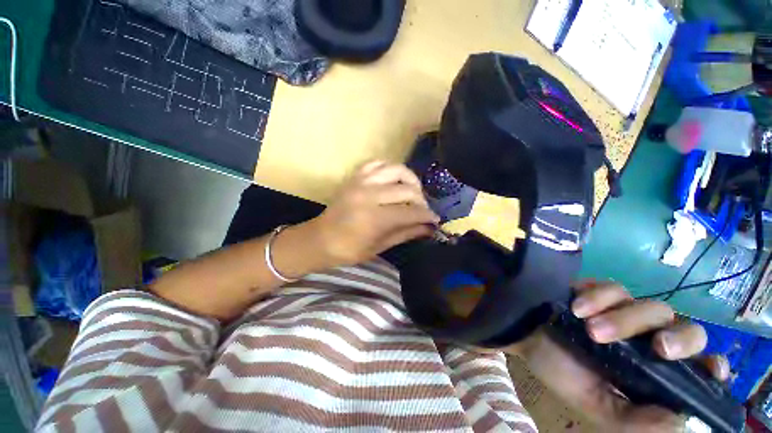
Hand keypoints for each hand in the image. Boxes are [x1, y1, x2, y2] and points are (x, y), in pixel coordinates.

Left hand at [312, 161, 439, 265]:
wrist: (320, 239)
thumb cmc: (349, 250)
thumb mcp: (380, 246)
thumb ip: (406, 233)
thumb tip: (429, 228)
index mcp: (375, 218)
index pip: (411, 211)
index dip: (427, 215)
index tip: (435, 219)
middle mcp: (369, 195)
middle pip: (407, 190)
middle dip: (421, 200)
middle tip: (423, 210)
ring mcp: (361, 182)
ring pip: (396, 170)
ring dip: (410, 180)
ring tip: (413, 192)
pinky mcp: (355, 177)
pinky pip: (378, 163)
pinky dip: (390, 169)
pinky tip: (394, 180)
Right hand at [510, 282, 729, 432]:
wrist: (524, 334)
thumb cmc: (559, 371)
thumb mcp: (594, 405)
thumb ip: (633, 420)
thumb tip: (679, 423)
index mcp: (651, 371)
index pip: (698, 367)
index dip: (711, 366)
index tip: (709, 370)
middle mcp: (647, 338)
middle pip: (688, 330)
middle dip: (679, 339)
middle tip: (656, 348)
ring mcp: (625, 311)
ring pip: (653, 307)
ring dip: (625, 320)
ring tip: (591, 329)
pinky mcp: (600, 290)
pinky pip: (614, 287)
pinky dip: (599, 297)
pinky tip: (578, 307)